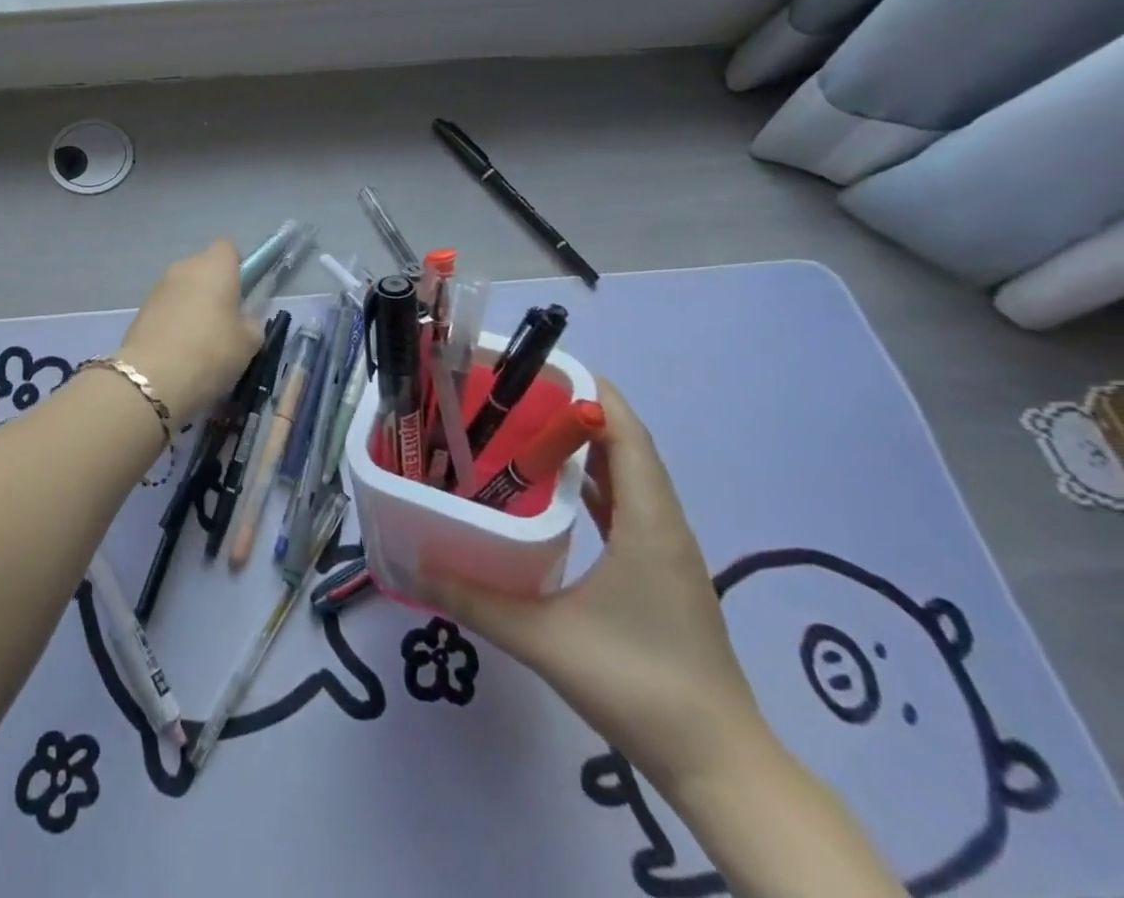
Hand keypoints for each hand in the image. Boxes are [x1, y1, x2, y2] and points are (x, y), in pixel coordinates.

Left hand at [116, 241, 262, 429]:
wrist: (152, 378)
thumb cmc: (211, 353)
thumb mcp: (248, 344)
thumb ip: (251, 324)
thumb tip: (244, 320)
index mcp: (215, 267)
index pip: (227, 248)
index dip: (236, 267)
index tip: (242, 293)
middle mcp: (184, 268)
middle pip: (203, 268)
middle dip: (213, 288)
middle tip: (224, 322)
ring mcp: (158, 287)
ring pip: (183, 288)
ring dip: (192, 305)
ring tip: (199, 342)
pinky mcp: (141, 309)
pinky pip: (166, 307)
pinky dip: (173, 321)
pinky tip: (178, 349)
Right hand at [421, 377, 768, 796]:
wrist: (719, 765)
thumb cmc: (638, 684)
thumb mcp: (544, 639)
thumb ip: (474, 600)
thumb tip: (414, 568)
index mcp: (649, 524)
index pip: (628, 436)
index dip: (594, 394)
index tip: (543, 368)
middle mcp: (665, 527)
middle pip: (628, 448)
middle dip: (580, 414)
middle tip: (518, 396)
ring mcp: (668, 553)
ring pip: (630, 479)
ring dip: (588, 449)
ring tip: (528, 431)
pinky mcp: (663, 576)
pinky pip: (629, 509)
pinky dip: (597, 486)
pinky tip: (557, 493)